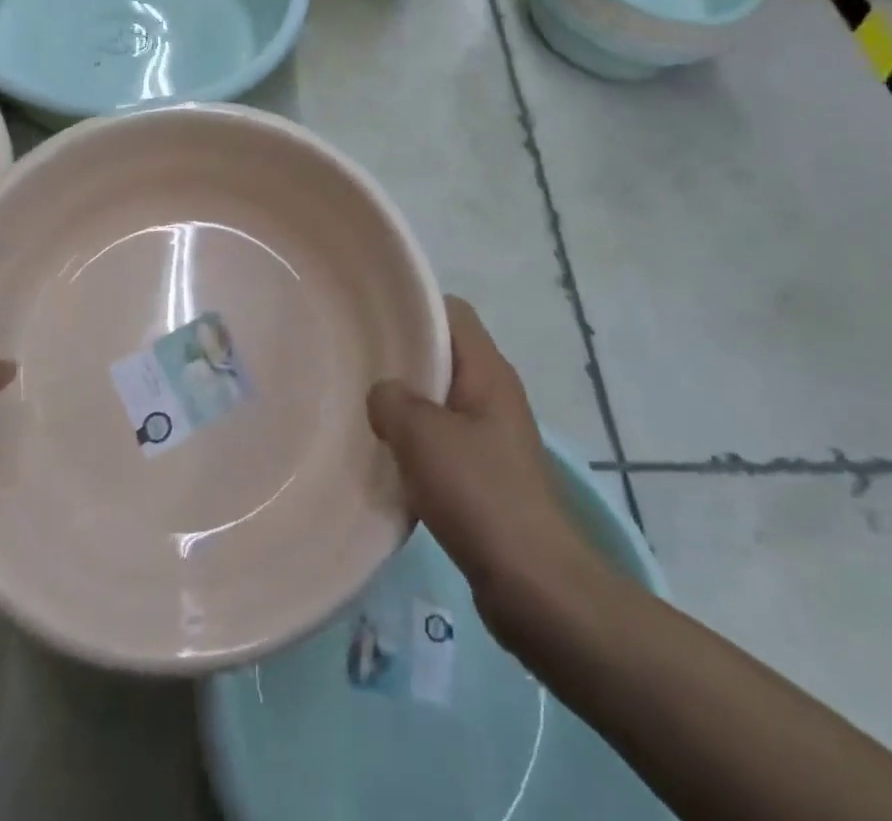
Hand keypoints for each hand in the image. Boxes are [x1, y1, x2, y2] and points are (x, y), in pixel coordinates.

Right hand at [368, 296, 601, 638]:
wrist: (534, 585)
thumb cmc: (480, 495)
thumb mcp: (422, 436)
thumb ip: (392, 399)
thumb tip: (383, 393)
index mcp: (488, 371)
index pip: (452, 312)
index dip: (414, 307)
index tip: (372, 319)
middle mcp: (495, 394)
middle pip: (444, 355)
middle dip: (403, 358)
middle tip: (357, 366)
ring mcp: (494, 436)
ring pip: (442, 401)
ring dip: (407, 406)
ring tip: (365, 412)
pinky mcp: (489, 474)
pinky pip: (446, 440)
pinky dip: (418, 443)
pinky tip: (389, 459)